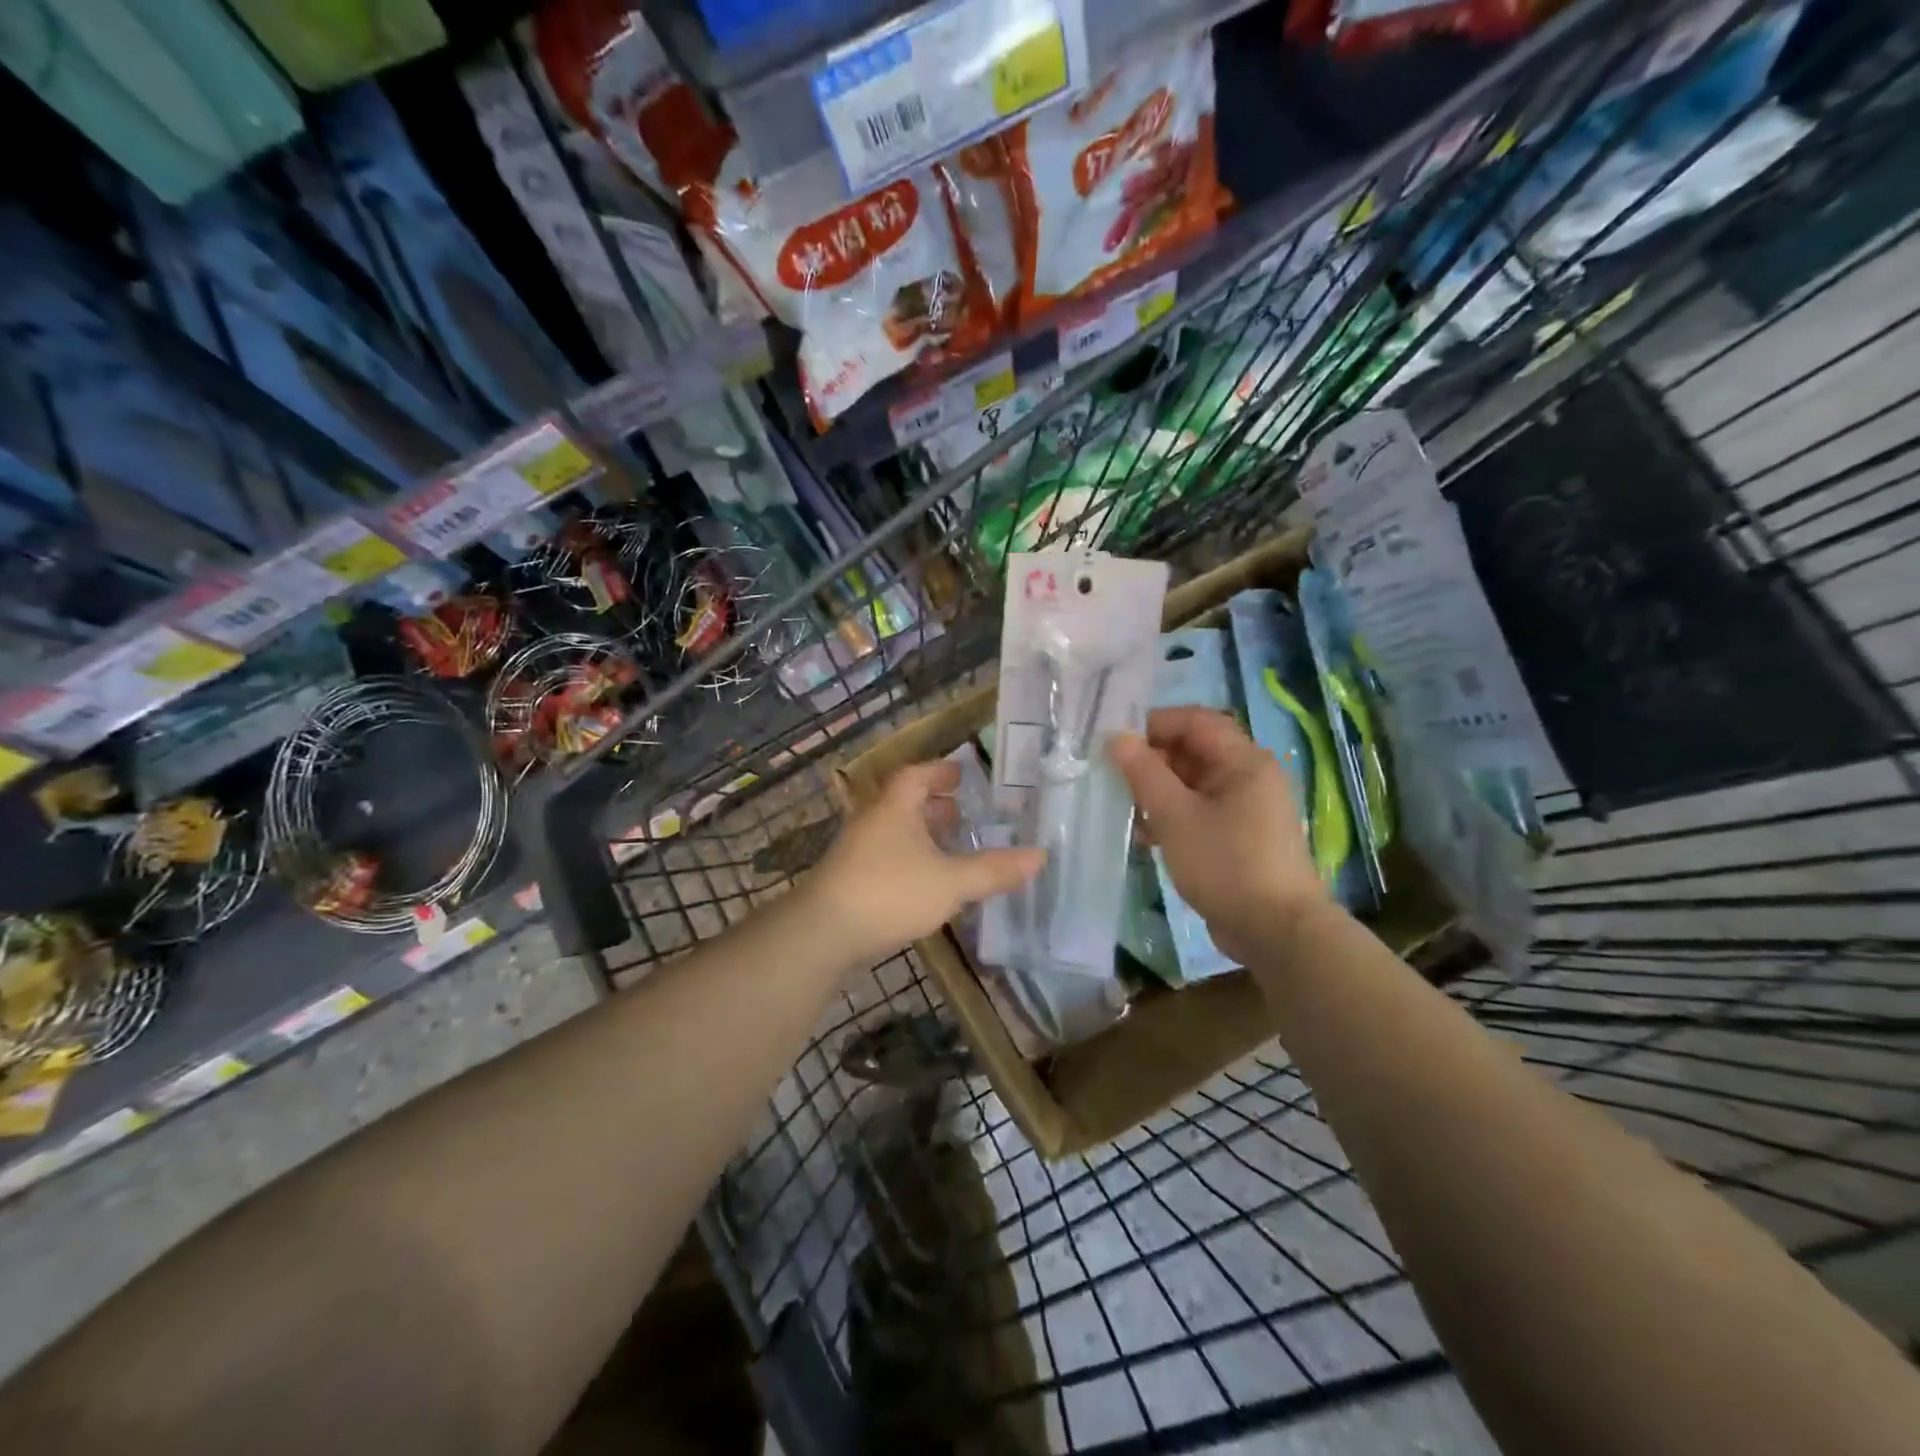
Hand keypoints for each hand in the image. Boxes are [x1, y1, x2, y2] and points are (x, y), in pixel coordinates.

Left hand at [808, 760, 1044, 964]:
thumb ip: (994, 870)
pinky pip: (886, 856)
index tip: (962, 774)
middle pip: (903, 802)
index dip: (940, 772)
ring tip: (949, 847)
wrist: (822, 934)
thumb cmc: (889, 893)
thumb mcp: (951, 882)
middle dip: (933, 805)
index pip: (917, 775)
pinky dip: (909, 858)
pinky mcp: (849, 880)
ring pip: (894, 831)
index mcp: (894, 808)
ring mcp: (856, 851)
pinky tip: (925, 882)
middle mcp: (872, 822)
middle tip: (962, 812)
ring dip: (921, 834)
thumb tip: (1041, 855)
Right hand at [1110, 708, 1331, 965]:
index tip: (1117, 744)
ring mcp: (1248, 808)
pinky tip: (1146, 837)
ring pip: (1194, 783)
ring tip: (1126, 812)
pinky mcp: (1241, 836)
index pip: (1195, 720)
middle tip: (1115, 780)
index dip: (1154, 725)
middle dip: (1152, 762)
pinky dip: (1174, 816)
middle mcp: (1250, 776)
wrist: (1276, 932)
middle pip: (1194, 750)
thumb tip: (1118, 738)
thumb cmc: (1226, 864)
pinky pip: (1201, 810)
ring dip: (1158, 792)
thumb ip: (1144, 773)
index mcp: (1244, 761)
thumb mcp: (1175, 816)